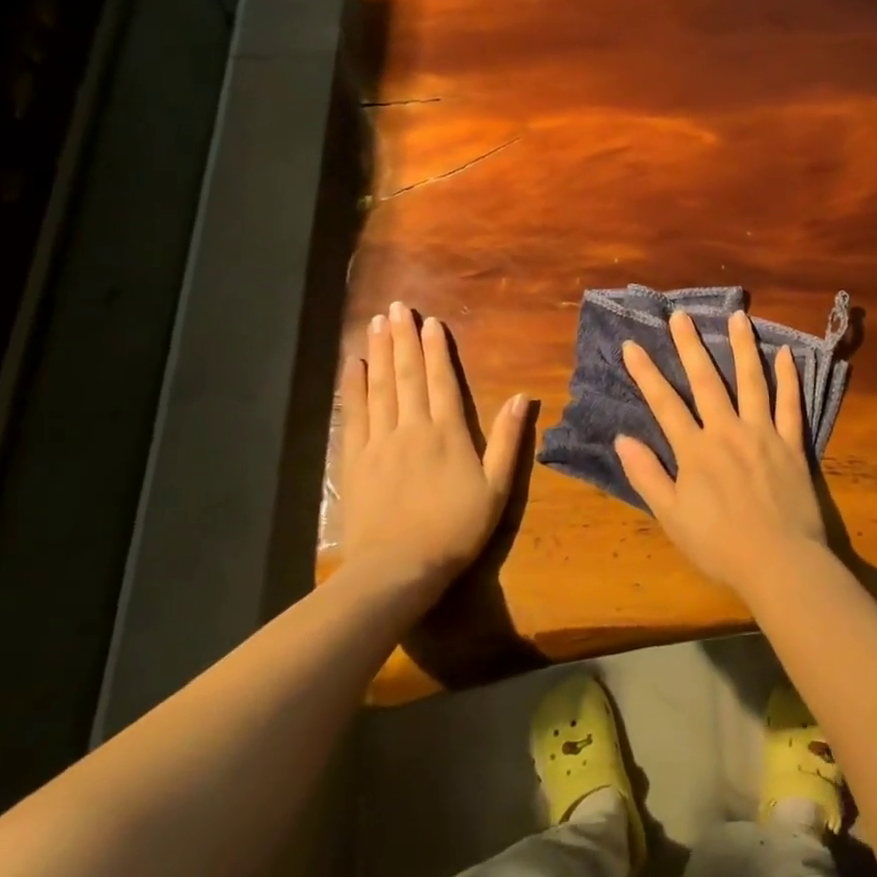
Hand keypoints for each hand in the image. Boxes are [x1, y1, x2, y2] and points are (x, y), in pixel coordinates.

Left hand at [336, 301, 527, 590]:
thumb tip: (523, 397)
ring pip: (380, 387)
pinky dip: (354, 387)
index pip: (442, 381)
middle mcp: (412, 428)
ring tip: (376, 323)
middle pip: (407, 375)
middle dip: (403, 339)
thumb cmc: (454, 529)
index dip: (436, 350)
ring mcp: (379, 442)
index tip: (431, 322)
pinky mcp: (354, 460)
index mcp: (448, 433)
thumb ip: (508, 440)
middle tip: (396, 308)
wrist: (397, 569)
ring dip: (379, 353)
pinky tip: (353, 366)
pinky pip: (354, 415)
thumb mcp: (496, 488)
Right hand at [616, 310, 828, 599]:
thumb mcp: (671, 517)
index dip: (646, 373)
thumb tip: (622, 439)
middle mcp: (727, 430)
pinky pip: (790, 404)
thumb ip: (647, 475)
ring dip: (742, 346)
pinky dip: (787, 378)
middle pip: (705, 380)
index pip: (664, 403)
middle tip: (680, 315)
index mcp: (695, 449)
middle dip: (690, 345)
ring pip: (751, 380)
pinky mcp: (791, 443)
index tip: (632, 345)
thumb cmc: (719, 545)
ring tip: (738, 316)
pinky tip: (784, 354)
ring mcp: (763, 433)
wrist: (779, 562)